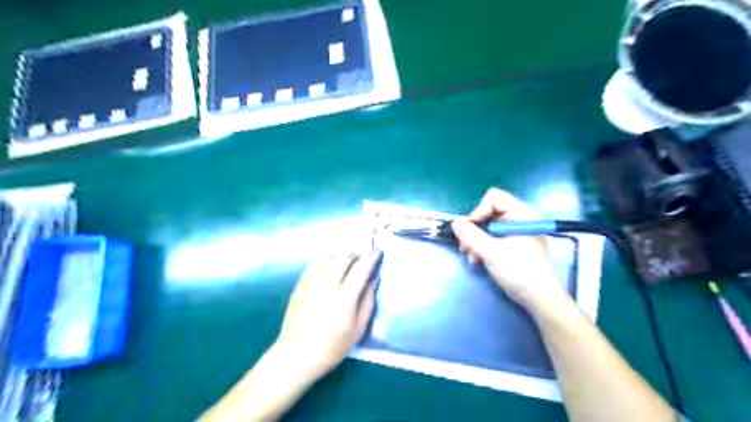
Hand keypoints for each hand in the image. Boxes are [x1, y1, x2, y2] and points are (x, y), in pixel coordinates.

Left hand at [275, 252, 381, 380]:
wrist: (297, 355)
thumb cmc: (332, 346)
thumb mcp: (358, 329)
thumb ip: (368, 301)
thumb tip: (374, 280)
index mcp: (344, 299)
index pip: (360, 269)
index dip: (371, 257)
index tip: (378, 251)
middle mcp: (327, 286)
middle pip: (343, 258)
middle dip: (356, 253)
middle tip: (362, 258)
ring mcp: (311, 283)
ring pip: (328, 258)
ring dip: (341, 255)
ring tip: (348, 261)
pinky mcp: (300, 285)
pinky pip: (315, 264)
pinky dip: (326, 260)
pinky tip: (331, 266)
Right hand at [451, 190, 569, 308]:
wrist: (537, 298)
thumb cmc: (519, 272)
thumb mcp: (492, 253)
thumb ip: (471, 236)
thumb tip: (455, 222)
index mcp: (522, 214)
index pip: (494, 198)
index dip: (479, 210)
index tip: (471, 229)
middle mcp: (519, 219)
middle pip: (488, 212)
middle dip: (474, 229)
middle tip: (464, 245)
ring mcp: (515, 231)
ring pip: (487, 226)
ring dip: (475, 240)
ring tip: (470, 256)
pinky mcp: (512, 243)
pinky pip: (492, 236)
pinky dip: (482, 246)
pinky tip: (477, 260)